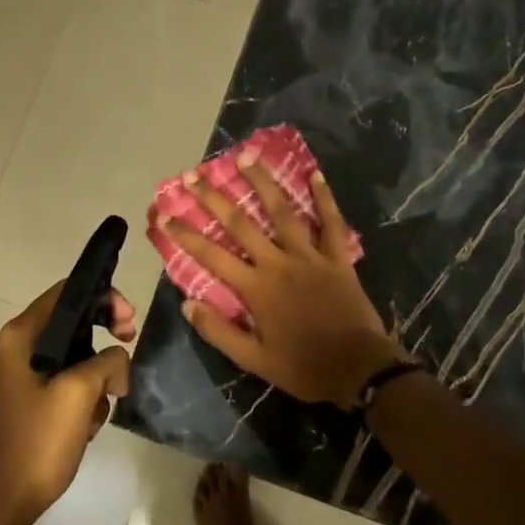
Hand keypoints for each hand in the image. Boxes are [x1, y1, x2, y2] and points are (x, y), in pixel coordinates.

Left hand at [0, 282, 134, 524]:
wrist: (0, 505)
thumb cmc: (37, 443)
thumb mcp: (80, 394)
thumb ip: (107, 362)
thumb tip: (116, 362)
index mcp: (17, 337)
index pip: (65, 293)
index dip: (104, 298)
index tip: (129, 323)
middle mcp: (11, 348)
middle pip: (69, 323)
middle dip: (103, 337)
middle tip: (128, 345)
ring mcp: (13, 376)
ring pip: (70, 355)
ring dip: (94, 375)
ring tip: (103, 406)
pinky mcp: (20, 400)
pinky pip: (59, 381)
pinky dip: (79, 394)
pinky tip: (86, 424)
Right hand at [157, 153, 404, 408]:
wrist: (359, 369)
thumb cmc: (303, 367)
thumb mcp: (254, 361)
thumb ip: (220, 332)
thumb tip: (187, 303)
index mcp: (256, 288)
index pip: (211, 255)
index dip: (185, 235)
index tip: (165, 215)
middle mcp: (278, 263)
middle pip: (241, 223)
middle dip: (214, 198)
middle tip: (195, 174)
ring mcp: (310, 256)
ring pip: (282, 212)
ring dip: (263, 182)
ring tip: (246, 156)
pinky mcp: (338, 258)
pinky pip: (331, 223)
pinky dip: (323, 198)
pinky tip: (314, 174)